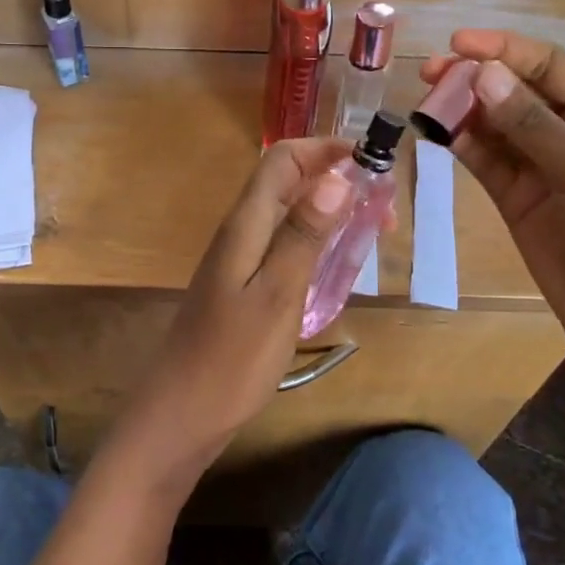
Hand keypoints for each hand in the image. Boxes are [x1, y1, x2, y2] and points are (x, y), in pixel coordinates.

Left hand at [113, 137, 357, 489]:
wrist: (181, 414)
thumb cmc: (232, 359)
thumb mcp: (277, 294)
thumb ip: (303, 235)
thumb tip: (335, 177)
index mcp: (245, 225)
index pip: (282, 160)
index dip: (325, 149)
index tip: (373, 160)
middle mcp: (240, 233)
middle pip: (286, 183)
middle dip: (335, 180)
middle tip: (383, 210)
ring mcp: (238, 260)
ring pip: (287, 215)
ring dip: (328, 211)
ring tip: (371, 232)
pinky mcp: (242, 286)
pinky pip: (283, 245)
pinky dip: (315, 242)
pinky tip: (336, 267)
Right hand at [422, 30, 564, 387]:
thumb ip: (531, 124)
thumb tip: (482, 74)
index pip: (549, 67)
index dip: (505, 50)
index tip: (458, 44)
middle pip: (515, 91)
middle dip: (476, 78)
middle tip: (430, 74)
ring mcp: (540, 165)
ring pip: (494, 124)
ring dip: (462, 109)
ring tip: (425, 98)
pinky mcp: (515, 196)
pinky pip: (484, 159)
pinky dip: (460, 143)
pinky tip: (435, 131)